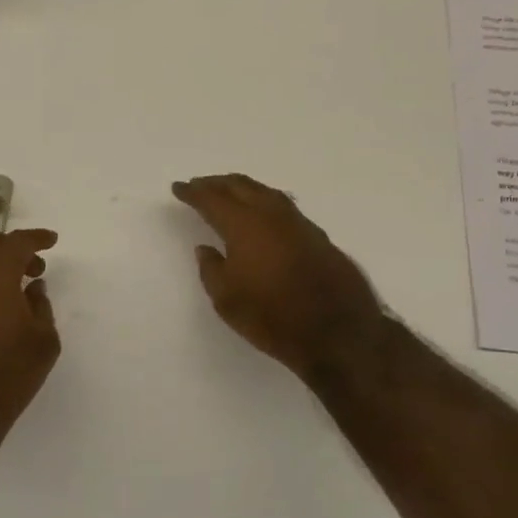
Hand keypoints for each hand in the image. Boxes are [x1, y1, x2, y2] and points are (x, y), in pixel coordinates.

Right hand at [172, 174, 383, 382]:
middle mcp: (271, 214)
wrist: (338, 333)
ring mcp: (299, 223)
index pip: (212, 199)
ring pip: (265, 192)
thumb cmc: (273, 317)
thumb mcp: (227, 300)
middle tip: (200, 185)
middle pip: (240, 186)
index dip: (193, 192)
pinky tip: (263, 212)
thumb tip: (206, 248)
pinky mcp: (317, 236)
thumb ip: (211, 269)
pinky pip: (283, 206)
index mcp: (244, 224)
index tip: (179, 188)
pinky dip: (265, 201)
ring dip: (243, 188)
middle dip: (217, 183)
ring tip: (229, 192)